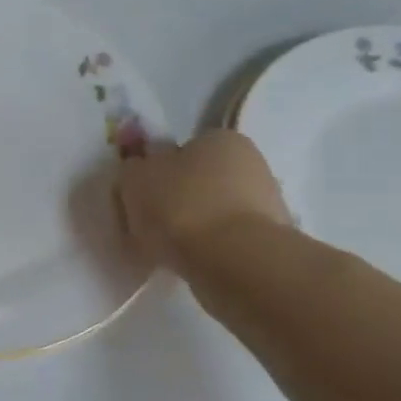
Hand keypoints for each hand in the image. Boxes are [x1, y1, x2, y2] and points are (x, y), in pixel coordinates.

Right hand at [117, 132, 291, 272]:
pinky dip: (206, 247)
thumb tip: (139, 169)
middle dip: (175, 199)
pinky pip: (224, 237)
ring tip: (165, 249)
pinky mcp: (268, 238)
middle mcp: (249, 162)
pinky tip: (189, 261)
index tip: (140, 197)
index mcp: (218, 138)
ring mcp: (264, 201)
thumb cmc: (181, 207)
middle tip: (148, 225)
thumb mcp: (135, 178)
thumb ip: (133, 168)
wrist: (234, 260)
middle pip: (198, 180)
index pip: (180, 150)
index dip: (156, 172)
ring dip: (190, 225)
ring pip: (211, 210)